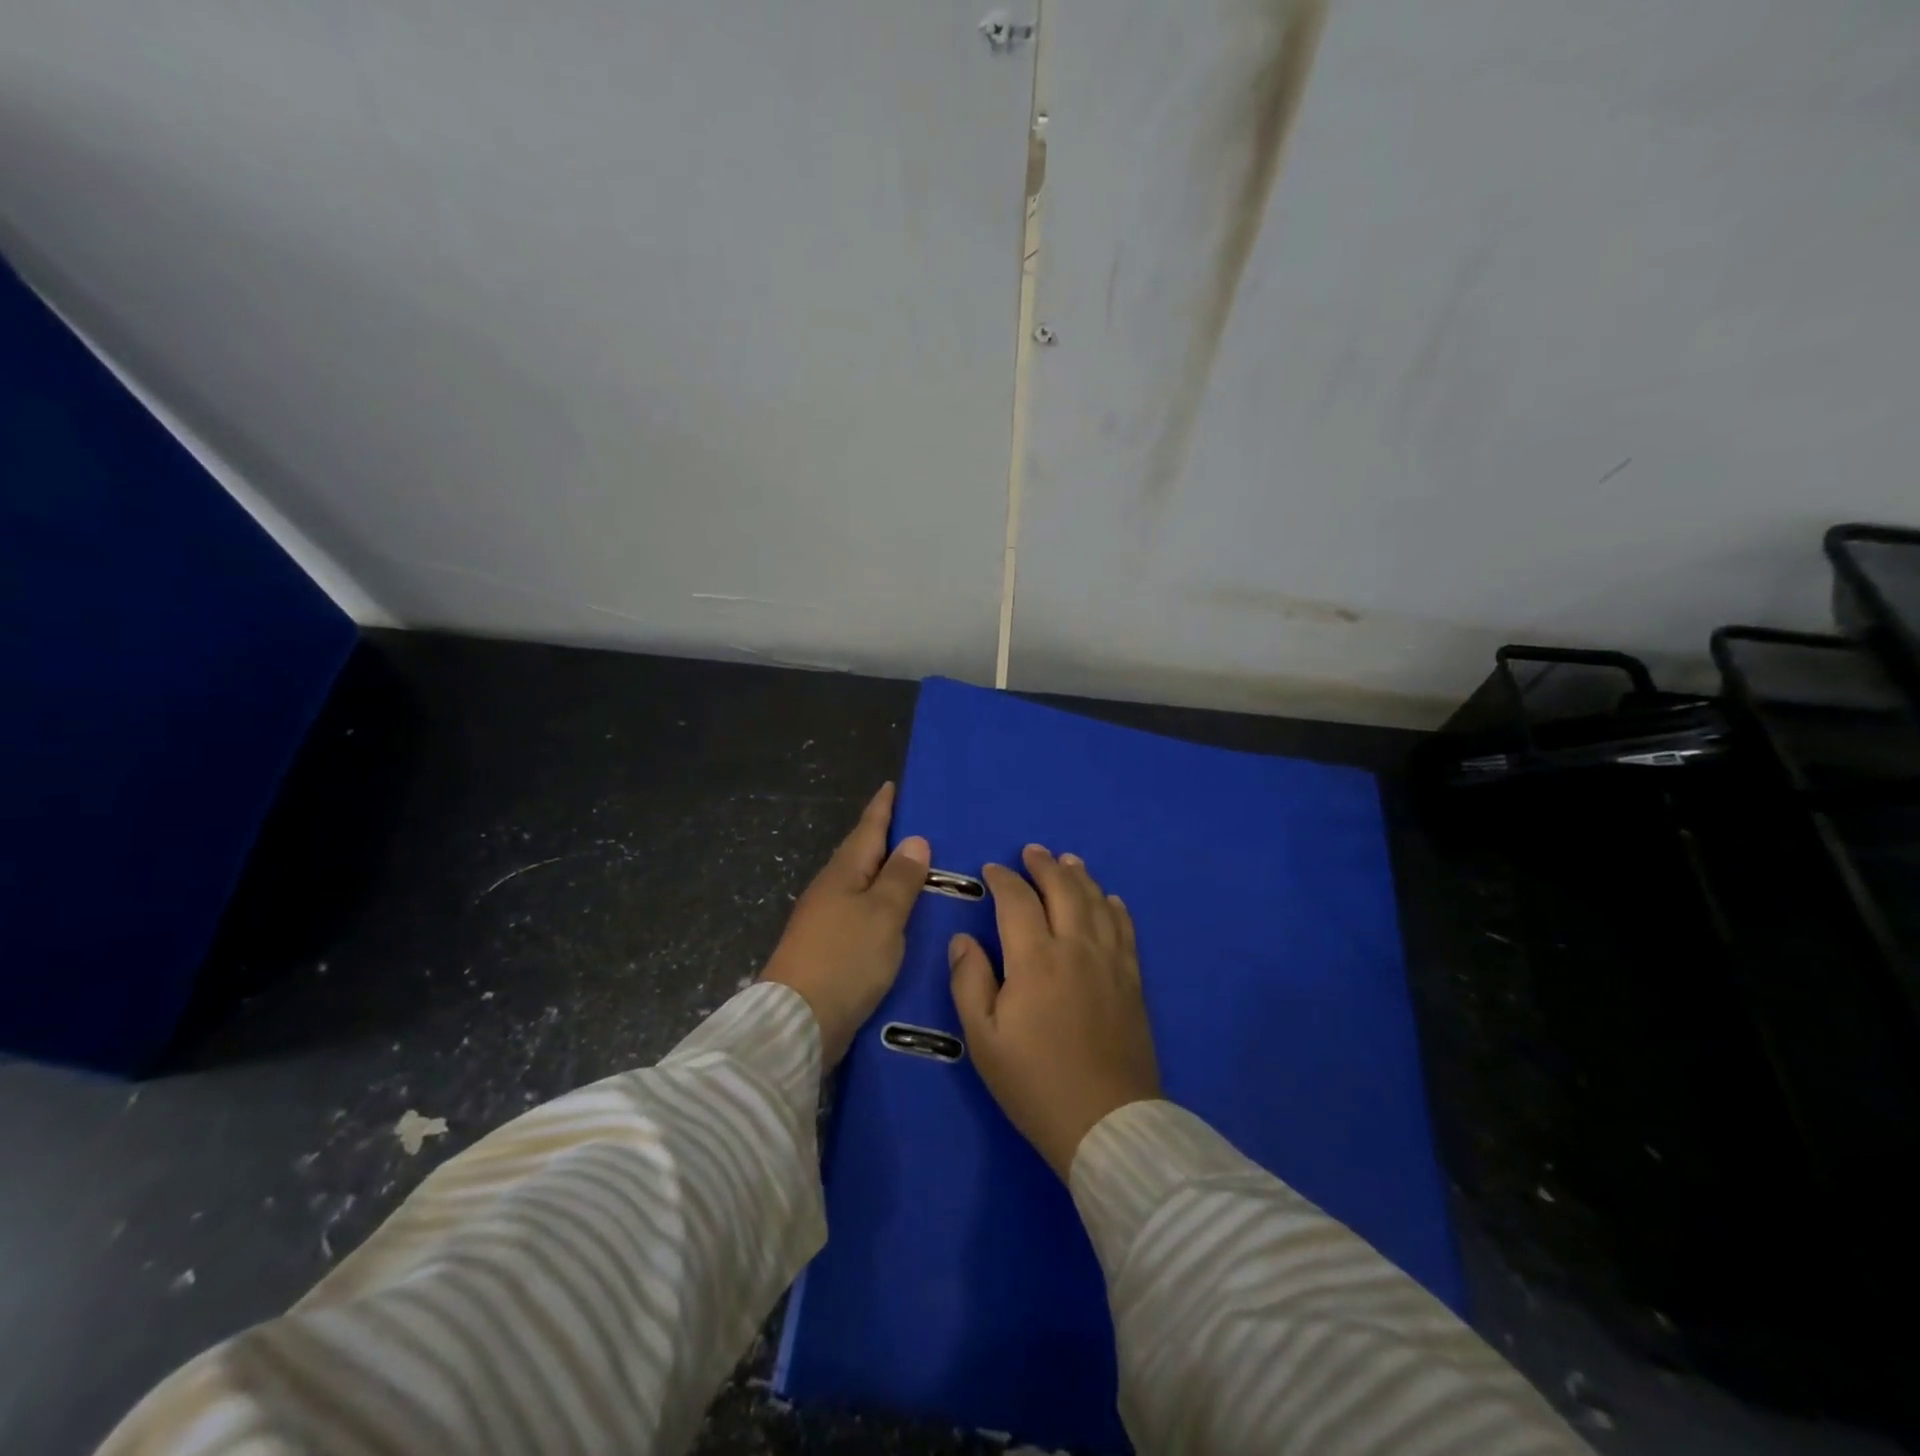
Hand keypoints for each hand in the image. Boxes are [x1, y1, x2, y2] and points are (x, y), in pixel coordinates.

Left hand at [761, 782, 929, 1066]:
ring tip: (919, 868)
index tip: (894, 785)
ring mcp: (826, 920)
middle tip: (921, 825)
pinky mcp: (830, 950)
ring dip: (887, 874)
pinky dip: (883, 906)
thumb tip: (915, 840)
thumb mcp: (882, 914)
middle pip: (863, 855)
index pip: (868, 829)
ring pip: (863, 885)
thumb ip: (900, 878)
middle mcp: (831, 890)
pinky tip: (900, 916)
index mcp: (844, 873)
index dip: (883, 807)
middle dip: (887, 839)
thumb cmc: (845, 958)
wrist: (797, 1022)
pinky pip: (863, 914)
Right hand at [949, 845, 1161, 1179]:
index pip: (1017, 901)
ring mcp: (1109, 961)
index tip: (992, 869)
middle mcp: (1075, 947)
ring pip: (1097, 902)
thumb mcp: (983, 1039)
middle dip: (1045, 865)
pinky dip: (1114, 907)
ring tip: (1069, 861)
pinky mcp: (1131, 980)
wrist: (1106, 1123)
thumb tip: (964, 939)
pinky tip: (1109, 900)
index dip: (1003, 879)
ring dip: (1080, 876)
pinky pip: (1125, 929)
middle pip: (1063, 889)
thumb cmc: (1034, 1082)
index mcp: (1035, 959)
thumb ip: (969, 982)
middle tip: (1032, 851)